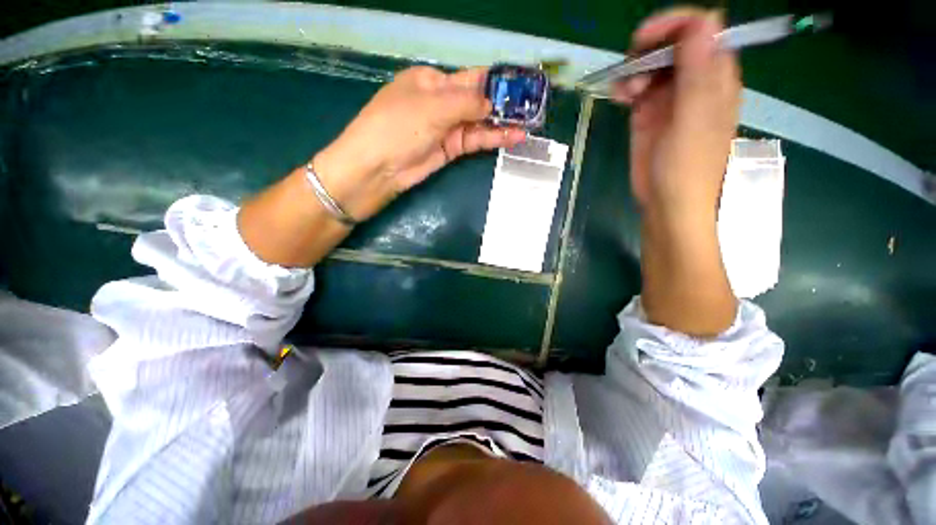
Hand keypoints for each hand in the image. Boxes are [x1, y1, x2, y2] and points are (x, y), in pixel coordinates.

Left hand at [315, 66, 526, 220]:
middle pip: (478, 100)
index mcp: (432, 81)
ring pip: (479, 122)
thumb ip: (466, 102)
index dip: (495, 81)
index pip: (470, 77)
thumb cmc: (399, 126)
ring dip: (502, 124)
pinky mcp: (450, 149)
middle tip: (531, 108)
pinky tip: (512, 138)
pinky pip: (475, 141)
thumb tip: (491, 103)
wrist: (378, 167)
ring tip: (528, 125)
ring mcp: (446, 128)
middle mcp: (441, 102)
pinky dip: (493, 139)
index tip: (520, 85)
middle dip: (503, 104)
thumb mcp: (432, 106)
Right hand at [613, 8, 739, 218]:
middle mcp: (694, 81)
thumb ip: (700, 74)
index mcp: (715, 76)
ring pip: (651, 65)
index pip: (701, 29)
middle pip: (672, 44)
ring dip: (634, 71)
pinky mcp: (650, 115)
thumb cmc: (687, 167)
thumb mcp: (694, 120)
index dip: (674, 25)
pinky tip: (619, 97)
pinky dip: (626, 87)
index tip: (644, 38)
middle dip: (648, 50)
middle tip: (631, 70)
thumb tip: (704, 20)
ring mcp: (670, 99)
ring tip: (624, 93)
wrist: (668, 202)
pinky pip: (638, 88)